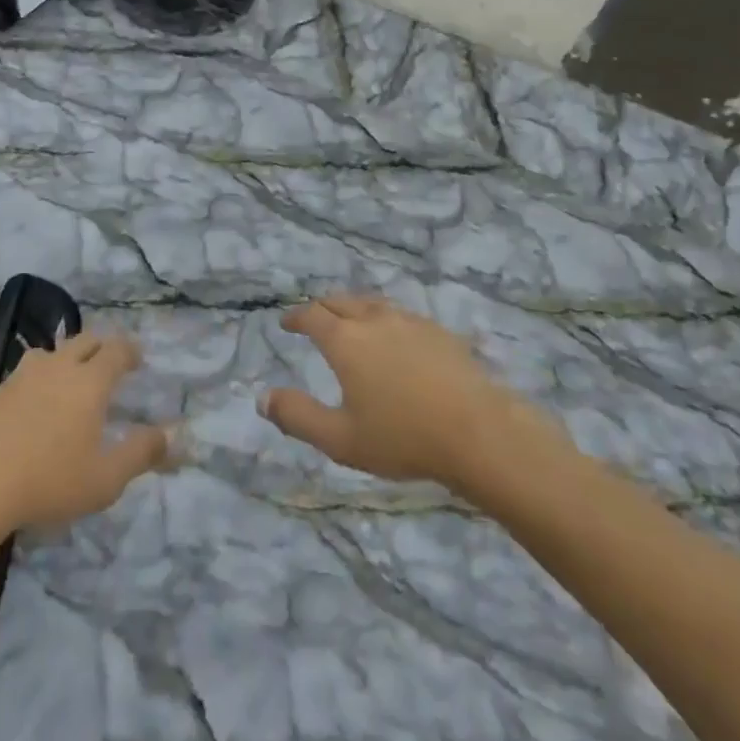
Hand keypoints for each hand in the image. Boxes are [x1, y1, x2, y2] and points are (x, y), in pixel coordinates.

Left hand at [0, 332, 167, 530]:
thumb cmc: (47, 482)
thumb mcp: (105, 479)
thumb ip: (140, 454)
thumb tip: (170, 435)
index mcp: (89, 381)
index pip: (117, 350)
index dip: (130, 351)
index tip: (137, 359)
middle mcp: (57, 368)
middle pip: (84, 341)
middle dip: (100, 346)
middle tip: (107, 362)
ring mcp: (19, 378)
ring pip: (48, 354)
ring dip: (63, 360)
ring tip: (65, 380)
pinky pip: (17, 380)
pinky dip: (29, 386)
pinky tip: (24, 411)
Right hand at [262, 295, 567, 491]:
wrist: (476, 430)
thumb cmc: (402, 437)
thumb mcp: (340, 439)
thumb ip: (298, 417)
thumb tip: (262, 398)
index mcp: (345, 340)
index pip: (311, 316)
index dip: (295, 317)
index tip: (286, 322)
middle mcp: (373, 320)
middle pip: (340, 301)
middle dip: (321, 307)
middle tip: (313, 317)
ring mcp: (408, 320)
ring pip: (371, 303)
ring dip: (353, 307)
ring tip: (350, 320)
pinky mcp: (436, 330)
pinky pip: (399, 314)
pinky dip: (383, 318)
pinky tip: (393, 335)